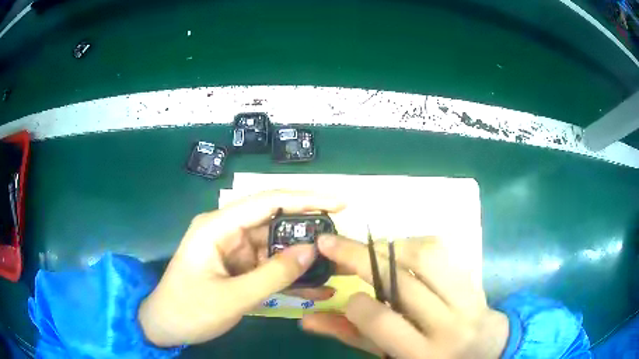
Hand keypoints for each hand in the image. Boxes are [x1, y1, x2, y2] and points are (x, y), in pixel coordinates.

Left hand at [138, 190, 344, 346]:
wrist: (165, 326)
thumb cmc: (190, 310)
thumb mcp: (233, 297)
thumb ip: (274, 275)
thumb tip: (312, 250)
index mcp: (218, 226)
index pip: (268, 202)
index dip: (306, 199)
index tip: (340, 203)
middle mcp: (226, 230)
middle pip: (274, 221)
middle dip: (308, 229)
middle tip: (341, 238)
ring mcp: (232, 249)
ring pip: (274, 245)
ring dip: (301, 256)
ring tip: (334, 265)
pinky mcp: (237, 266)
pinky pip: (268, 264)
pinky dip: (289, 274)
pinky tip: (314, 286)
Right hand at [301, 235, 508, 358]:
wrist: (486, 349)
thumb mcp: (392, 357)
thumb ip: (354, 338)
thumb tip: (309, 319)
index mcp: (424, 354)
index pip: (382, 320)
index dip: (355, 303)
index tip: (341, 292)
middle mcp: (449, 324)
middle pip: (402, 281)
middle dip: (358, 256)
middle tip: (331, 243)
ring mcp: (466, 297)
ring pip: (425, 255)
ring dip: (388, 245)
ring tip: (366, 248)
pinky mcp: (473, 277)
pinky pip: (441, 248)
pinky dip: (412, 242)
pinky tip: (397, 250)